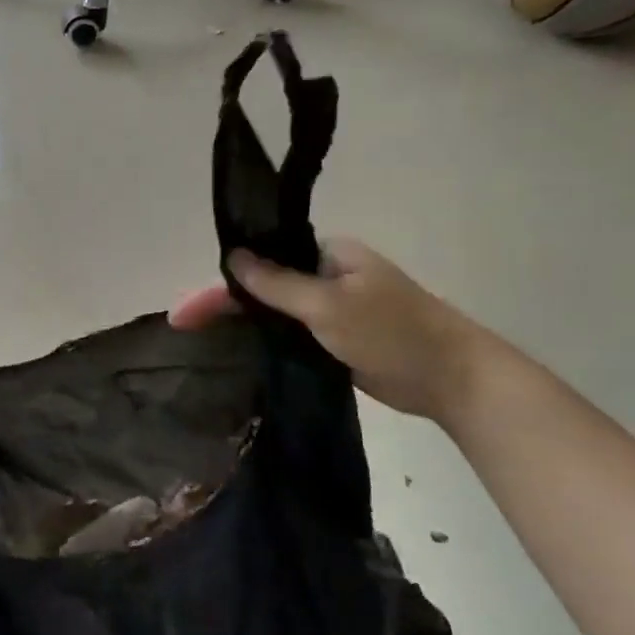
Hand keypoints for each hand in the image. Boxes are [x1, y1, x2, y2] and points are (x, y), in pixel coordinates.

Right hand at [170, 238, 488, 421]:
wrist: (452, 378)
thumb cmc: (393, 332)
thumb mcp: (329, 305)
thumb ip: (278, 284)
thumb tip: (234, 257)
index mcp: (328, 255)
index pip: (262, 262)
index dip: (220, 285)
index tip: (183, 312)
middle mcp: (326, 276)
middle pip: (262, 286)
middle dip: (222, 304)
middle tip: (182, 327)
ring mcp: (332, 309)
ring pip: (275, 312)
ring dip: (242, 323)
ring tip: (198, 341)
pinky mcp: (337, 340)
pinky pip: (292, 335)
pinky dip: (266, 340)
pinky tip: (237, 352)